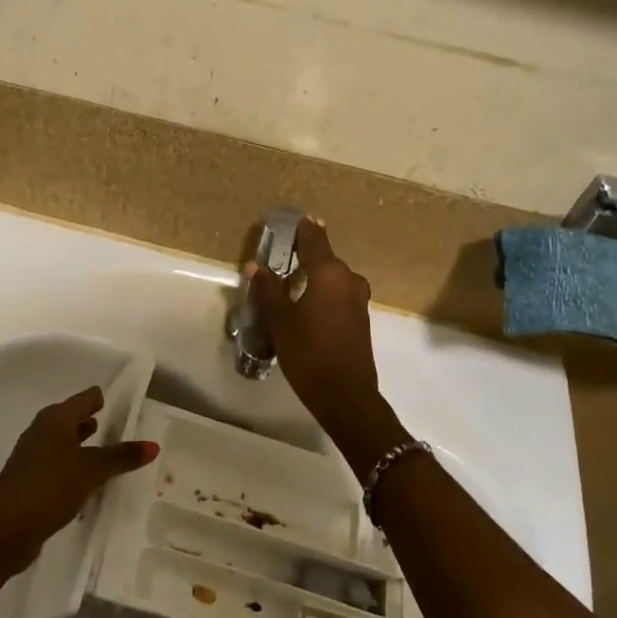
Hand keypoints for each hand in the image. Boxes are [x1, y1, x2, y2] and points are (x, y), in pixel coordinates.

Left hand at [0, 386, 157, 580]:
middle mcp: (42, 431)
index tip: (125, 403)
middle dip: (94, 421)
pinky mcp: (30, 481)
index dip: (103, 399)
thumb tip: (153, 445)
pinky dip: (74, 466)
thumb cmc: (49, 487)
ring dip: (84, 446)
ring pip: (64, 443)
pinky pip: (59, 466)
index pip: (85, 398)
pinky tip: (88, 480)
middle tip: (122, 426)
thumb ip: (121, 456)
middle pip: (72, 418)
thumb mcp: (91, 470)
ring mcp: (33, 457)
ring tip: (108, 451)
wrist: (3, 530)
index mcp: (55, 419)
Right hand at [245, 218, 401, 469]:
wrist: (347, 396)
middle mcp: (348, 279)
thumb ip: (268, 291)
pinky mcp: (360, 317)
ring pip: (332, 276)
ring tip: (288, 280)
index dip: (301, 229)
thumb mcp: (280, 323)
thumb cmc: (309, 355)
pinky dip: (322, 290)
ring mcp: (358, 298)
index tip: (288, 221)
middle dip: (303, 254)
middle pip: (324, 257)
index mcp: (329, 274)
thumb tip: (256, 266)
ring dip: (313, 274)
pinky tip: (305, 303)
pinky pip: (338, 292)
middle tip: (280, 255)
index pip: (314, 238)